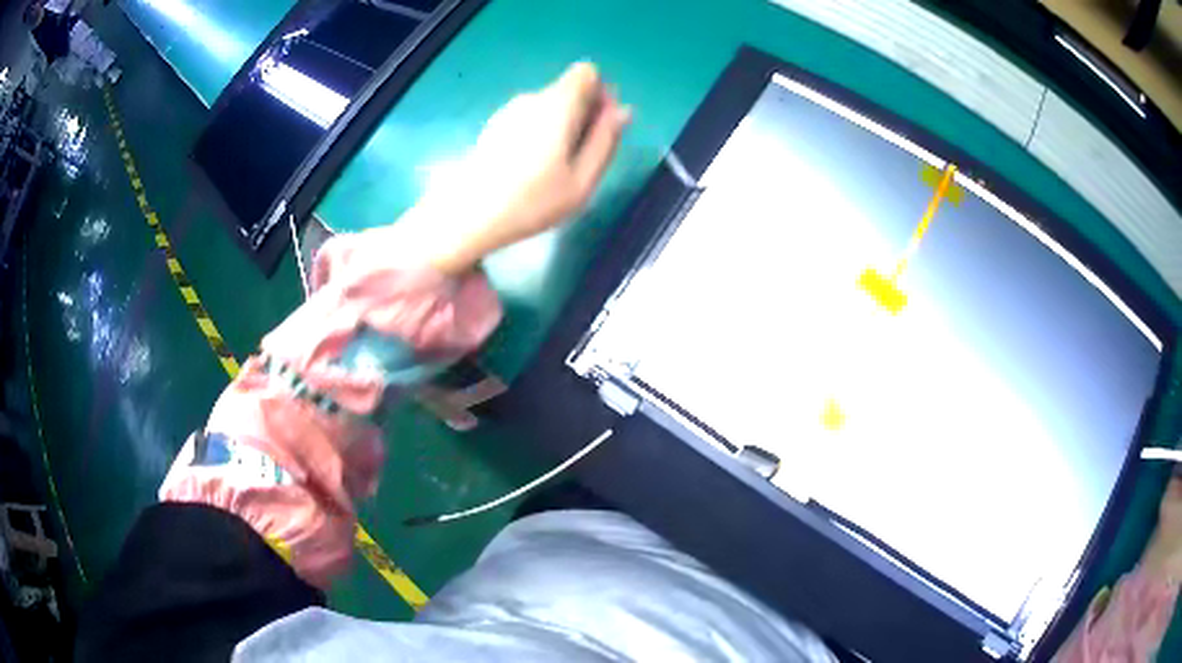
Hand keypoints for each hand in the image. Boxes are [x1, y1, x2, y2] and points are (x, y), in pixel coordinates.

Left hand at [401, 62, 630, 274]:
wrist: (466, 216)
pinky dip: (541, 135)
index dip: (601, 95)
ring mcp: (510, 110)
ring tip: (554, 170)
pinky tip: (530, 169)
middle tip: (580, 159)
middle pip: (570, 90)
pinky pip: (531, 118)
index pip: (587, 73)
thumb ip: (606, 140)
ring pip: (551, 106)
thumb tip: (623, 111)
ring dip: (563, 128)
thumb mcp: (582, 180)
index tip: (599, 128)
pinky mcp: (495, 125)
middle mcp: (533, 98)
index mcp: (557, 104)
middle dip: (585, 115)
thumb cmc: (531, 201)